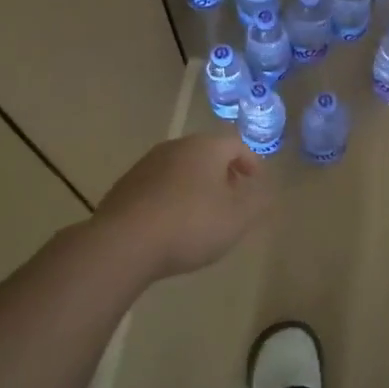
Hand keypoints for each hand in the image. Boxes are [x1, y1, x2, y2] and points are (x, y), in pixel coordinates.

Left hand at [91, 135, 270, 279]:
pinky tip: (173, 224)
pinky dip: (172, 198)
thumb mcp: (237, 218)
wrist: (124, 243)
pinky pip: (159, 186)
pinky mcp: (126, 186)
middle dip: (223, 173)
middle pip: (206, 153)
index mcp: (205, 147)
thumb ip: (257, 201)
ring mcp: (146, 164)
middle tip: (233, 197)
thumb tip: (264, 189)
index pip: (236, 144)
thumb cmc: (190, 225)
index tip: (257, 183)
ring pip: (181, 169)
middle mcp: (175, 147)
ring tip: (204, 214)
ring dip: (196, 185)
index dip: (251, 162)